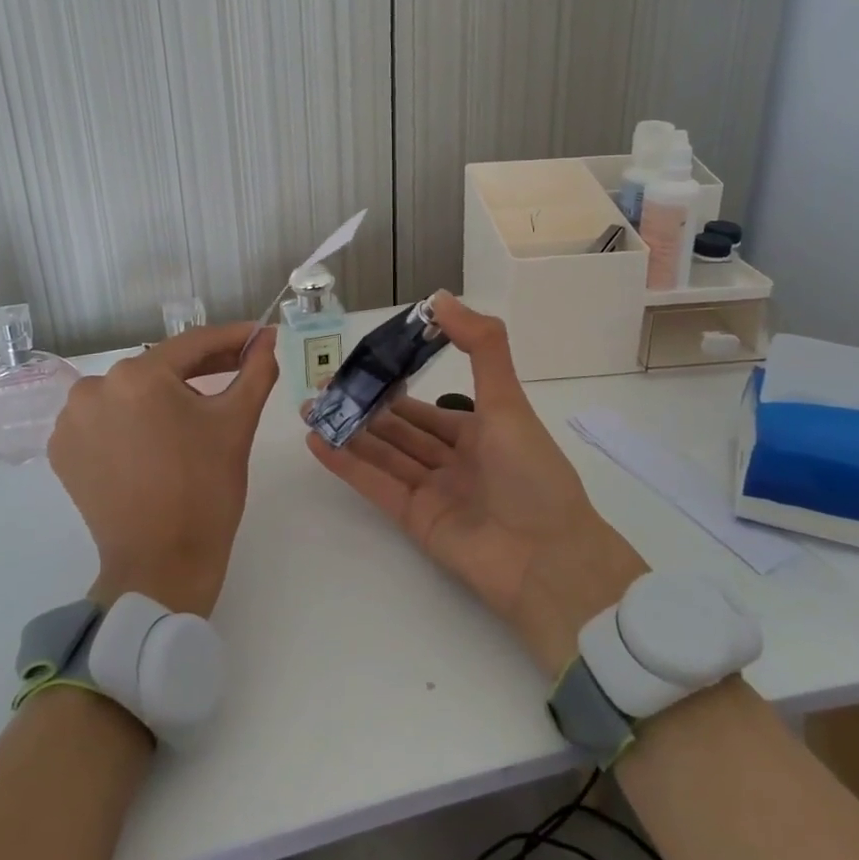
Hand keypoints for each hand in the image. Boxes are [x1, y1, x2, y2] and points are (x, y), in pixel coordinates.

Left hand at [49, 323, 278, 617]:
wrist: (161, 565)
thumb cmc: (206, 490)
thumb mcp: (236, 423)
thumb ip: (256, 371)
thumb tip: (268, 338)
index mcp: (138, 377)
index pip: (193, 345)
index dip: (231, 339)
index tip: (259, 337)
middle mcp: (94, 388)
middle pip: (160, 368)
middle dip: (201, 369)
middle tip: (239, 369)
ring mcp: (71, 421)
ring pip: (132, 392)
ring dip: (164, 395)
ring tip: (198, 410)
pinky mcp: (62, 450)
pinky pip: (107, 418)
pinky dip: (133, 420)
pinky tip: (159, 436)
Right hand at [305, 294, 646, 676]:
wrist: (548, 562)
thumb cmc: (532, 473)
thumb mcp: (508, 401)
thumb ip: (480, 346)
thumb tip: (441, 298)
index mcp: (481, 432)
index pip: (429, 408)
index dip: (397, 385)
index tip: (364, 365)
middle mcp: (455, 461)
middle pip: (401, 430)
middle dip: (365, 408)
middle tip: (324, 388)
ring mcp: (433, 491)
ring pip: (384, 454)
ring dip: (349, 432)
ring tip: (310, 410)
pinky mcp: (414, 519)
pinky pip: (376, 484)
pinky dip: (347, 463)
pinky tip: (318, 441)